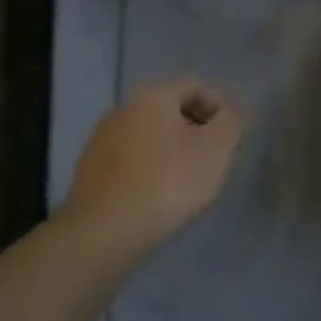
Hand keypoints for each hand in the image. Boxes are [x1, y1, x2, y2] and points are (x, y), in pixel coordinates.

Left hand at [64, 80, 243, 250]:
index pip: (197, 88)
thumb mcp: (216, 149)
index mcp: (153, 95)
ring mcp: (101, 138)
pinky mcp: (90, 169)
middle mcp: (123, 107)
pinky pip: (131, 160)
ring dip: (172, 151)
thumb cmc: (168, 182)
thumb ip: (231, 122)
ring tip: (187, 182)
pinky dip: (149, 170)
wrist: (103, 232)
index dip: (221, 109)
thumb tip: (228, 115)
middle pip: (171, 110)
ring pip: (150, 136)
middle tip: (214, 161)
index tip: (231, 140)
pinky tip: (158, 197)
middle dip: (196, 130)